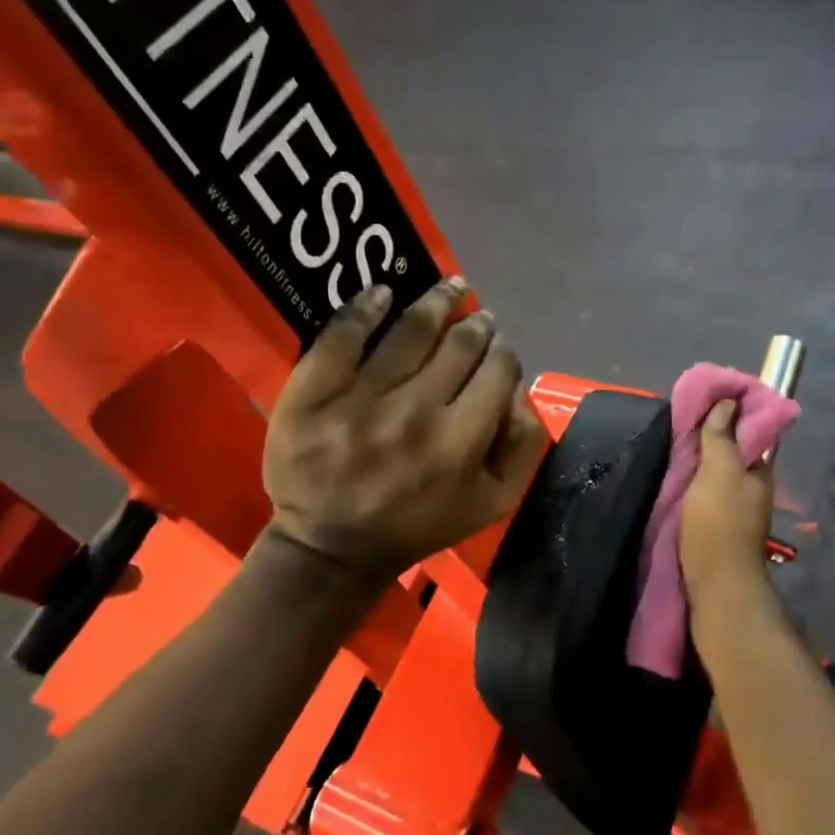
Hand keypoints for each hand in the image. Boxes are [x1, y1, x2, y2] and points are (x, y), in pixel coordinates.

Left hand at [263, 277, 549, 580]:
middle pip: (459, 345)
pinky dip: (366, 307)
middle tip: (478, 315)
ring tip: (450, 286)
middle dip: (477, 324)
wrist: (332, 547)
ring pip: (409, 332)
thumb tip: (518, 389)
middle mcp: (415, 414)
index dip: (504, 353)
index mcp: (460, 443)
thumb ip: (523, 446)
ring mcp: (359, 401)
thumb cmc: (418, 525)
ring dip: (436, 301)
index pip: (498, 371)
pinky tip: (383, 292)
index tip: (498, 351)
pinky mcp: (312, 394)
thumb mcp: (492, 503)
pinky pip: (342, 336)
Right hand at [680, 400, 775, 603]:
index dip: (732, 413)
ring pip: (720, 474)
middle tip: (683, 422)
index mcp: (758, 471)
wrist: (716, 585)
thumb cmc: (718, 524)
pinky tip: (678, 480)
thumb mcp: (719, 473)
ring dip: (703, 460)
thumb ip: (722, 438)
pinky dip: (696, 482)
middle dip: (714, 436)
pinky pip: (708, 493)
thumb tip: (728, 402)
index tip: (707, 399)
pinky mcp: (719, 527)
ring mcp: (737, 510)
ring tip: (675, 446)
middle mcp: (752, 488)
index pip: (751, 431)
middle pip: (734, 452)